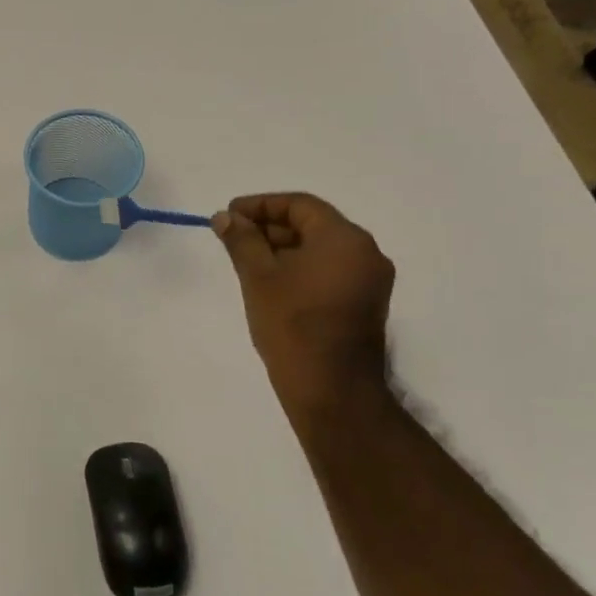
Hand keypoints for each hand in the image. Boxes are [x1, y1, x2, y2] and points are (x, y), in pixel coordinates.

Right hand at [213, 193, 395, 416]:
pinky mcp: (364, 304)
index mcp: (345, 239)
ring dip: (283, 249)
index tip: (229, 215)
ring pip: (320, 250)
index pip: (300, 205)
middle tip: (233, 238)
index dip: (260, 205)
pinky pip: (329, 272)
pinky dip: (300, 269)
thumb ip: (241, 240)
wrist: (332, 390)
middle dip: (270, 228)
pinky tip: (270, 283)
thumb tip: (225, 217)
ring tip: (245, 261)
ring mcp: (369, 281)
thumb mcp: (258, 277)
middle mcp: (366, 252)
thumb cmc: (292, 326)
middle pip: (312, 225)